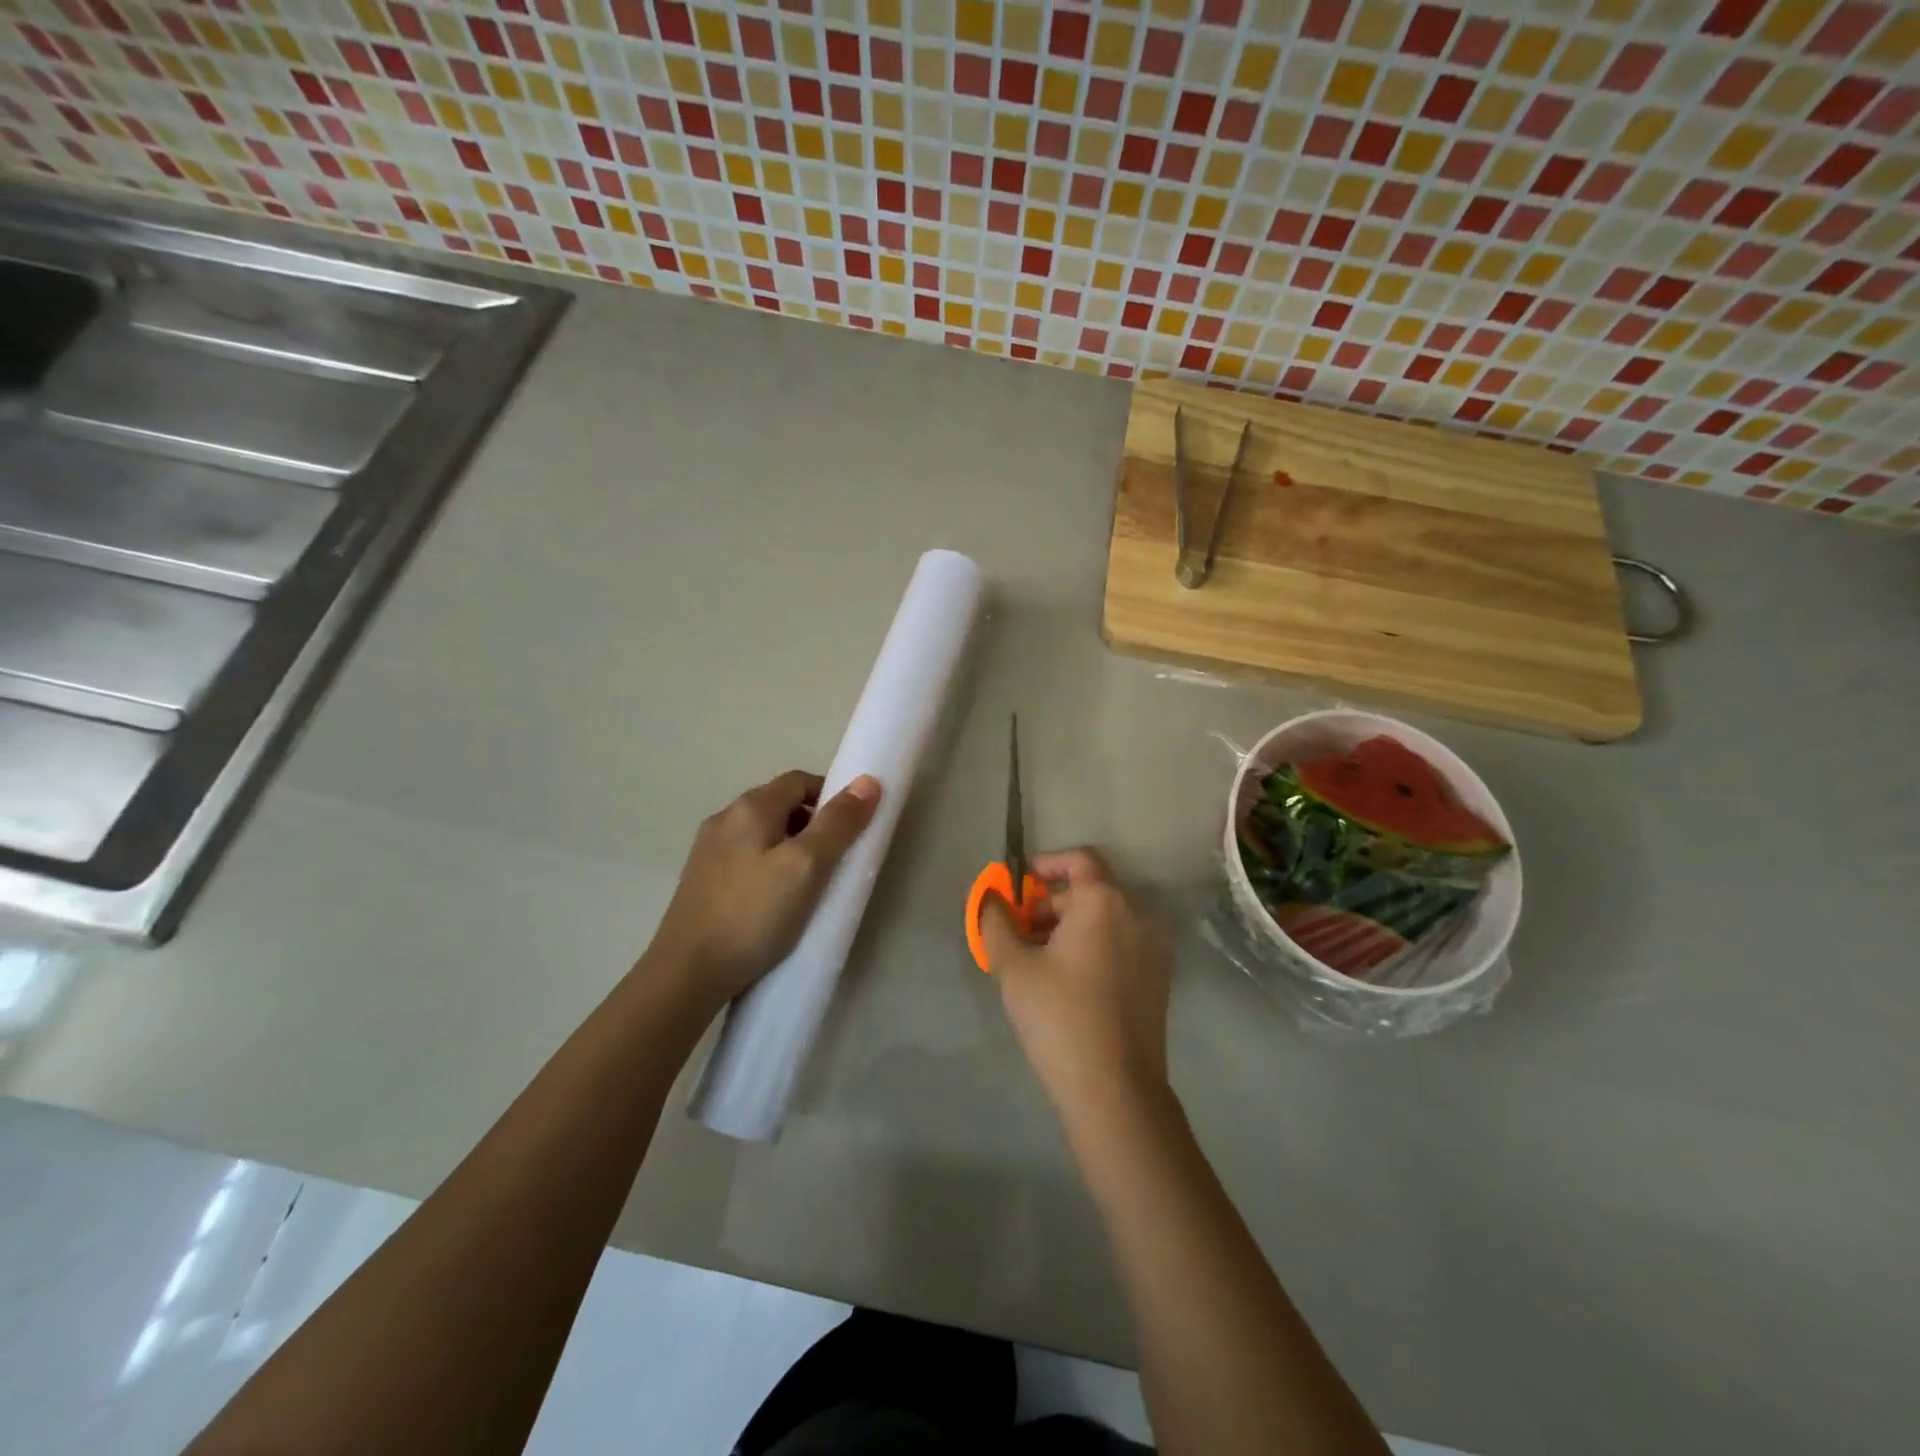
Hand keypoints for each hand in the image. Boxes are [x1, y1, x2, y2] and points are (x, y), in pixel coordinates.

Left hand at [648, 769, 880, 1011]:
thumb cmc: (754, 914)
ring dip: (791, 847)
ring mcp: (708, 851)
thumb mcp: (806, 866)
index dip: (831, 797)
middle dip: (813, 824)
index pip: (800, 781)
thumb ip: (838, 823)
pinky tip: (775, 901)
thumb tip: (867, 781)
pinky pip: (746, 858)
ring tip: (808, 885)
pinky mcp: (701, 881)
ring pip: (762, 834)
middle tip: (835, 861)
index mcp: (750, 807)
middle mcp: (724, 819)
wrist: (687, 974)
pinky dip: (769, 867)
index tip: (851, 830)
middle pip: (780, 805)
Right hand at [981, 848, 1172, 1114]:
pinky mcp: (1156, 981)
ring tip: (1033, 960)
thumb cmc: (1059, 1016)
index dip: (1047, 864)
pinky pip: (1119, 946)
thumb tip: (990, 898)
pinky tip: (1063, 982)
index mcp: (1105, 903)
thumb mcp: (1013, 966)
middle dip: (1049, 905)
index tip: (1020, 884)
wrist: (1114, 1090)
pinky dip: (1090, 948)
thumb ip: (996, 922)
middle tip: (1016, 932)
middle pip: (1089, 893)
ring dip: (1068, 928)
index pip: (1080, 860)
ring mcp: (1152, 950)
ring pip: (1104, 922)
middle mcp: (1136, 917)